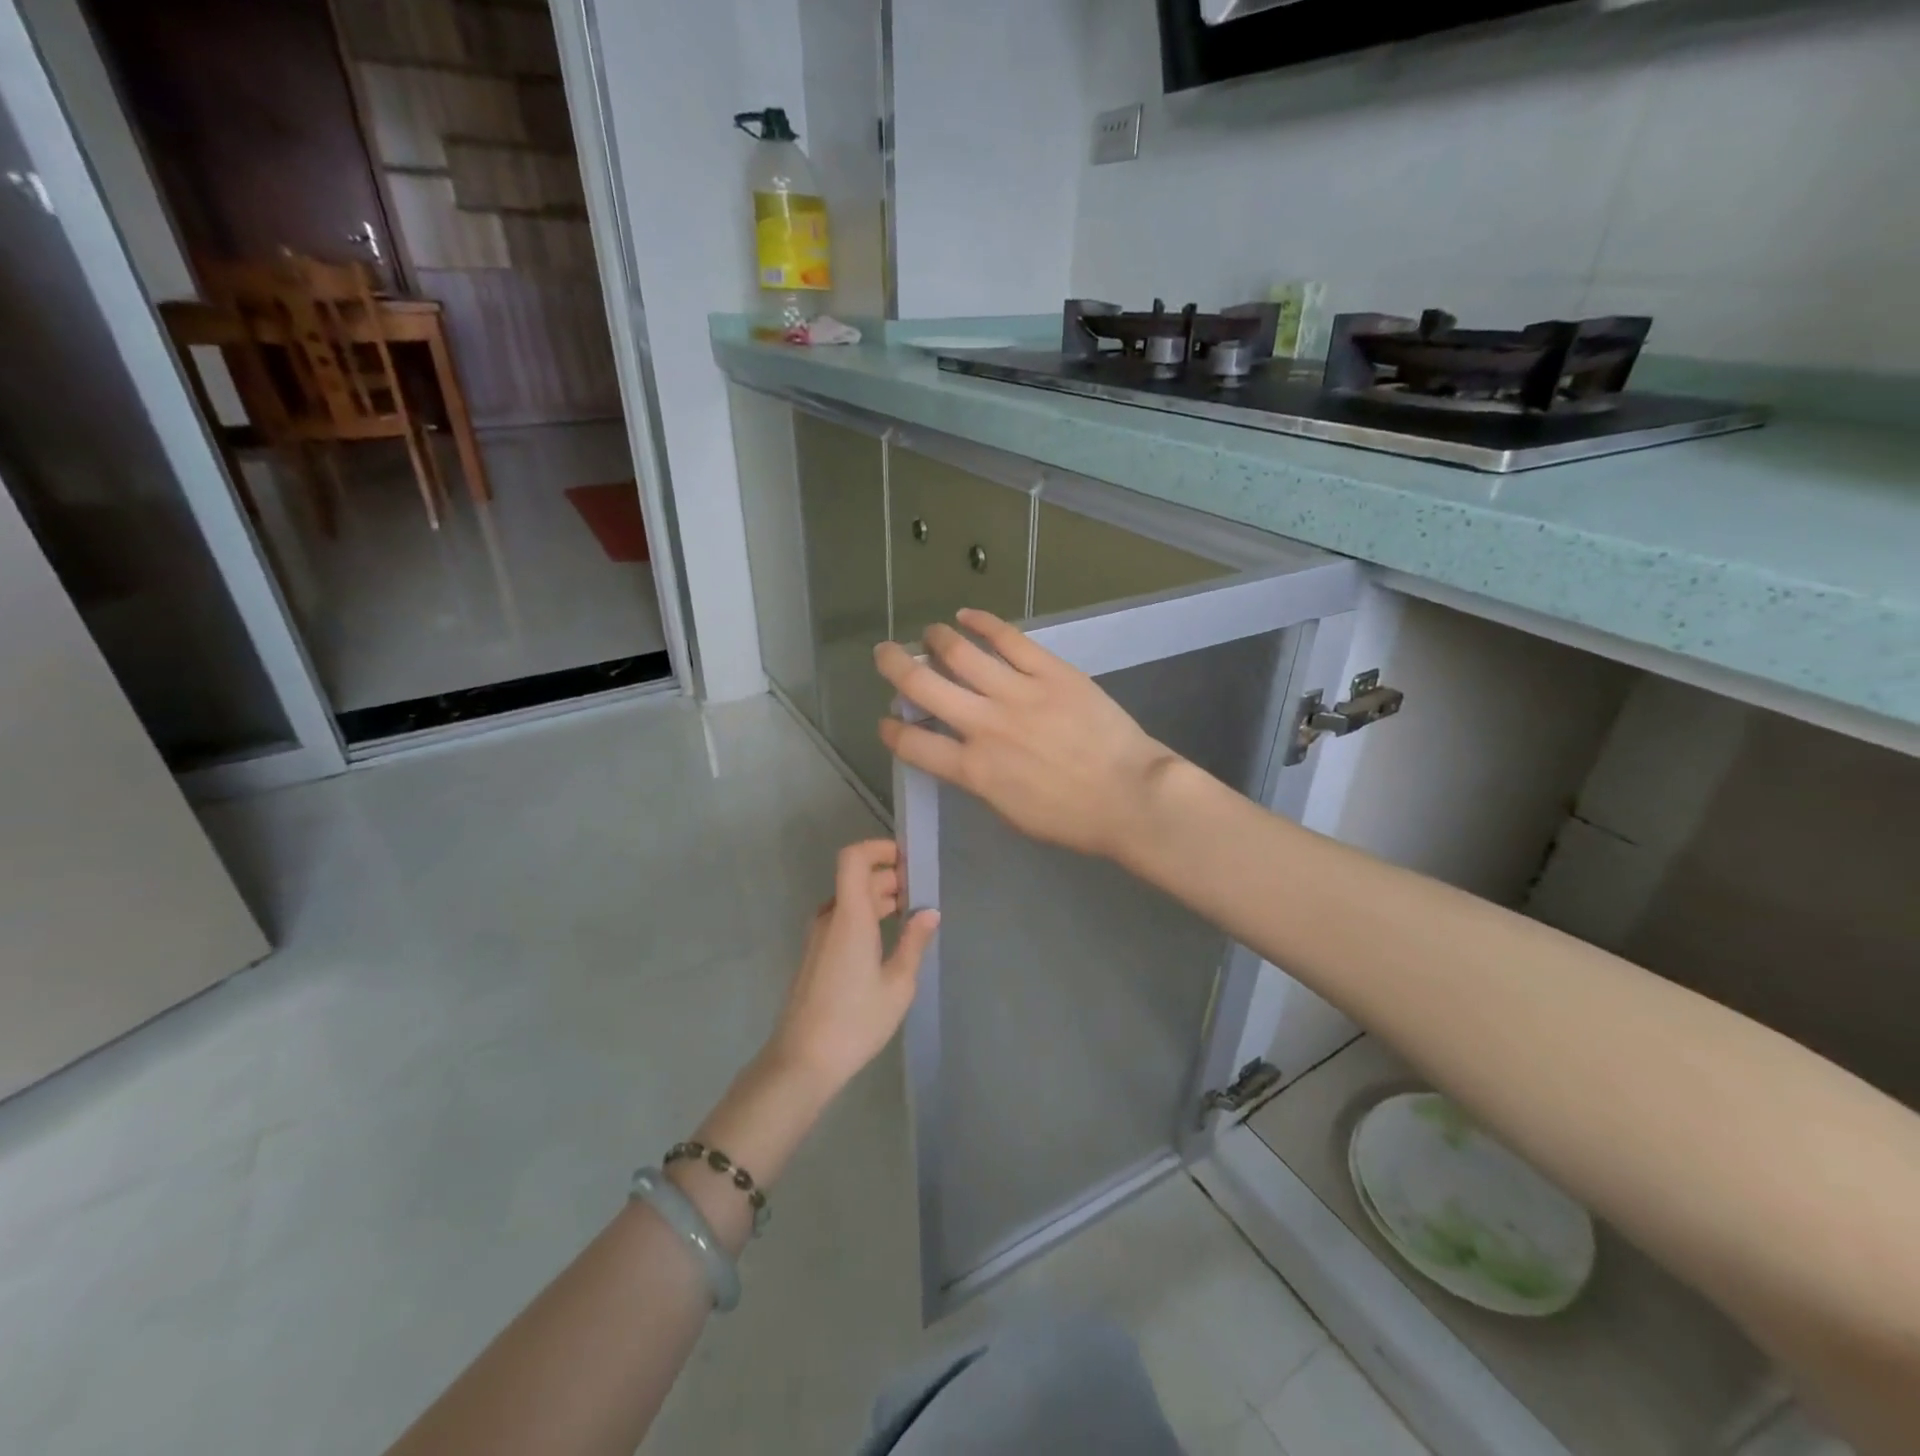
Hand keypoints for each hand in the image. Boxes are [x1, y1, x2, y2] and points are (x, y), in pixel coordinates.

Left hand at [766, 841, 938, 1092]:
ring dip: (879, 899)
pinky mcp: (816, 955)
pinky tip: (887, 942)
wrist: (802, 1061)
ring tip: (911, 917)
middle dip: (890, 878)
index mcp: (850, 916)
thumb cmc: (855, 1021)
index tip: (908, 860)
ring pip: (850, 901)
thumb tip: (929, 912)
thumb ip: (914, 943)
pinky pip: (843, 921)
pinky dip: (866, 918)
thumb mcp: (898, 984)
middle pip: (857, 879)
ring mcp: (819, 937)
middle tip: (922, 895)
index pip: (854, 858)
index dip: (878, 848)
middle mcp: (830, 918)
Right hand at [874, 609, 1182, 860]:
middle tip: (885, 655)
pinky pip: (1008, 638)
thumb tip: (960, 753)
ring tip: (929, 633)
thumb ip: (978, 779)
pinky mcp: (1050, 671)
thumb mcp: (1010, 811)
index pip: (912, 744)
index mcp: (973, 769)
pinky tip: (966, 615)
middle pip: (922, 685)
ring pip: (960, 653)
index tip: (888, 721)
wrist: (1130, 796)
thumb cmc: (1072, 818)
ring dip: (935, 639)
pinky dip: (981, 622)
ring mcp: (1018, 693)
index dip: (891, 730)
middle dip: (894, 665)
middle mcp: (985, 725)